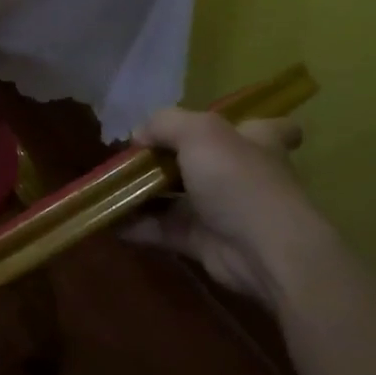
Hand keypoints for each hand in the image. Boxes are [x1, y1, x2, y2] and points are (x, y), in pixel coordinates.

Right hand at [120, 108, 321, 305]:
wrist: (262, 250)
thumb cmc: (238, 180)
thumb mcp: (199, 132)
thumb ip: (165, 124)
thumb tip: (140, 135)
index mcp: (255, 141)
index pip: (267, 127)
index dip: (245, 125)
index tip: (217, 128)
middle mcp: (241, 174)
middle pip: (204, 161)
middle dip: (167, 158)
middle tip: (132, 156)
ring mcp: (221, 210)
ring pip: (176, 196)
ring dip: (143, 192)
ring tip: (108, 185)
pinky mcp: (202, 241)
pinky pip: (162, 228)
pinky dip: (136, 225)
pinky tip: (109, 218)